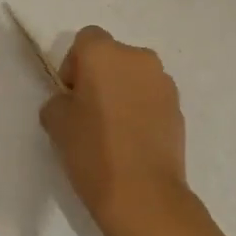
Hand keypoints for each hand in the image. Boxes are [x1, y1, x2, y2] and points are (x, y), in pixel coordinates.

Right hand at [40, 26, 190, 235]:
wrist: (144, 197)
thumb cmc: (93, 152)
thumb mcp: (56, 122)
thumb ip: (59, 100)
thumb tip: (72, 102)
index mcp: (104, 53)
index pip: (86, 39)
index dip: (75, 64)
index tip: (71, 96)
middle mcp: (138, 58)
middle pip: (113, 56)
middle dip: (101, 76)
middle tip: (89, 112)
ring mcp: (164, 83)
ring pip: (135, 77)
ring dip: (124, 92)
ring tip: (114, 130)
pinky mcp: (179, 109)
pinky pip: (152, 98)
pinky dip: (142, 110)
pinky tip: (134, 142)